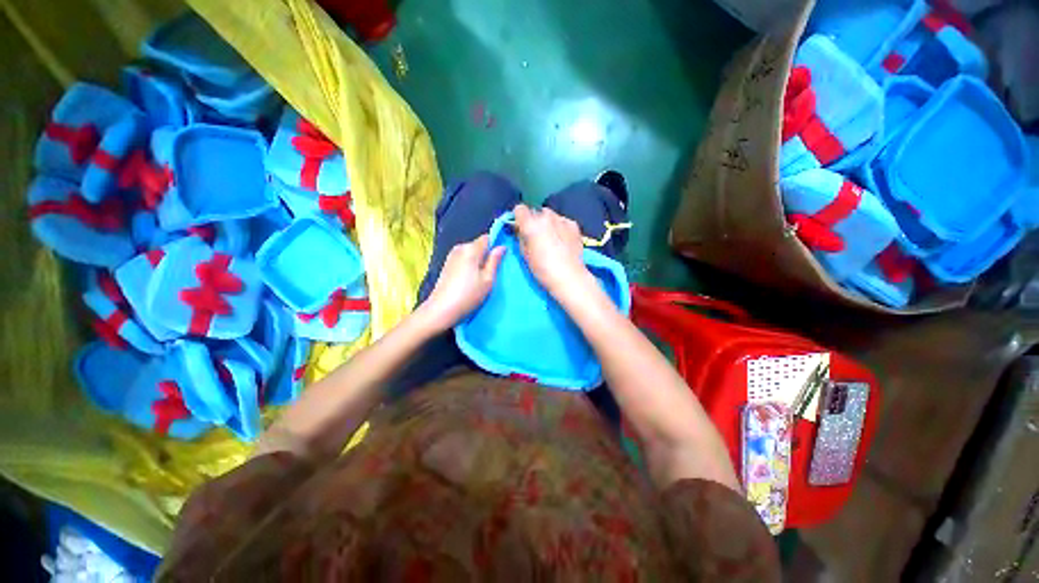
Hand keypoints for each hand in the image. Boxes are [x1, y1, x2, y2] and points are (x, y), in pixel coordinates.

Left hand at [421, 234, 504, 331]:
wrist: (441, 310)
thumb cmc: (468, 295)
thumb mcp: (488, 279)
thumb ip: (495, 261)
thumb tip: (501, 247)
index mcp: (471, 249)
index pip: (487, 237)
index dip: (496, 245)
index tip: (501, 258)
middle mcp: (460, 247)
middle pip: (478, 245)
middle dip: (486, 255)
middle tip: (492, 272)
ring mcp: (451, 256)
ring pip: (471, 253)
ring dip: (478, 261)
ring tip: (482, 278)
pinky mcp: (447, 264)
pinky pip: (463, 259)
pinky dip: (469, 266)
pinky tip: (470, 280)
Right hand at [512, 204, 589, 295]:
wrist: (569, 276)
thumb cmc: (542, 269)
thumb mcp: (525, 254)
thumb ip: (521, 238)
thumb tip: (521, 231)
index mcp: (531, 224)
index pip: (519, 209)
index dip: (518, 218)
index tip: (520, 228)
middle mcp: (546, 216)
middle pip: (535, 212)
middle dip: (534, 221)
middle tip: (536, 236)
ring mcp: (562, 219)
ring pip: (550, 215)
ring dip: (548, 223)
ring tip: (551, 237)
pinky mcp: (574, 225)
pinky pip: (562, 221)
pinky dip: (560, 227)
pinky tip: (563, 240)